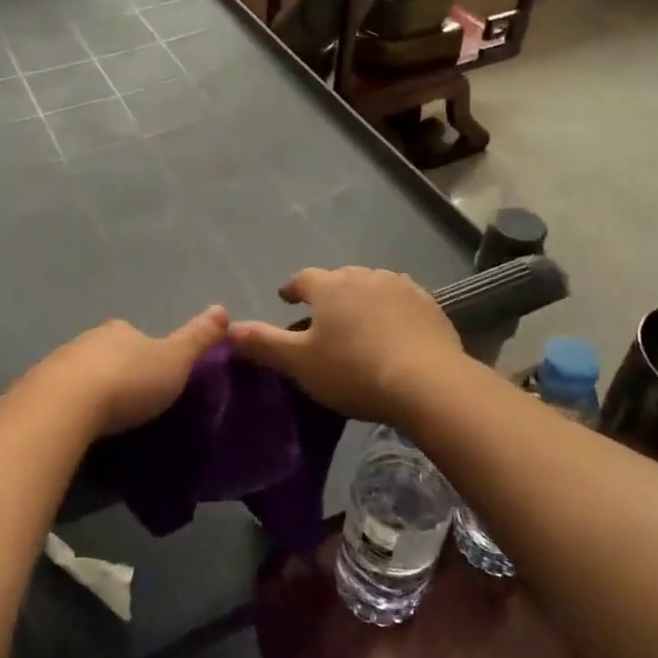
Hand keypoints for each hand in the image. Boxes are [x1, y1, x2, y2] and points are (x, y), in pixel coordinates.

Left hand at [29, 305, 229, 435]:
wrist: (65, 407)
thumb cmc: (129, 382)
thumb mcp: (176, 361)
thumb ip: (198, 338)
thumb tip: (222, 308)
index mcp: (119, 331)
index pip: (135, 336)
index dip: (146, 354)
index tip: (154, 378)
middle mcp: (85, 340)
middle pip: (105, 353)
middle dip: (116, 371)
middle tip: (129, 402)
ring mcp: (55, 364)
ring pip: (78, 374)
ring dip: (89, 389)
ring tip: (102, 419)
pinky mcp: (33, 392)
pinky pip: (56, 397)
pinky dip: (66, 407)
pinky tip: (73, 426)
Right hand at [228, 268, 466, 424]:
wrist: (428, 382)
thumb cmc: (353, 371)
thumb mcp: (299, 363)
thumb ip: (263, 343)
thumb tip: (228, 328)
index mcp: (330, 286)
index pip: (302, 279)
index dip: (292, 289)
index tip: (287, 299)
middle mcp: (364, 276)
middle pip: (338, 279)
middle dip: (328, 294)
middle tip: (322, 318)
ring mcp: (400, 287)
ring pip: (371, 286)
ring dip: (361, 299)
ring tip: (358, 323)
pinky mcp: (429, 304)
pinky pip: (401, 300)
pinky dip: (391, 310)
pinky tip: (393, 330)